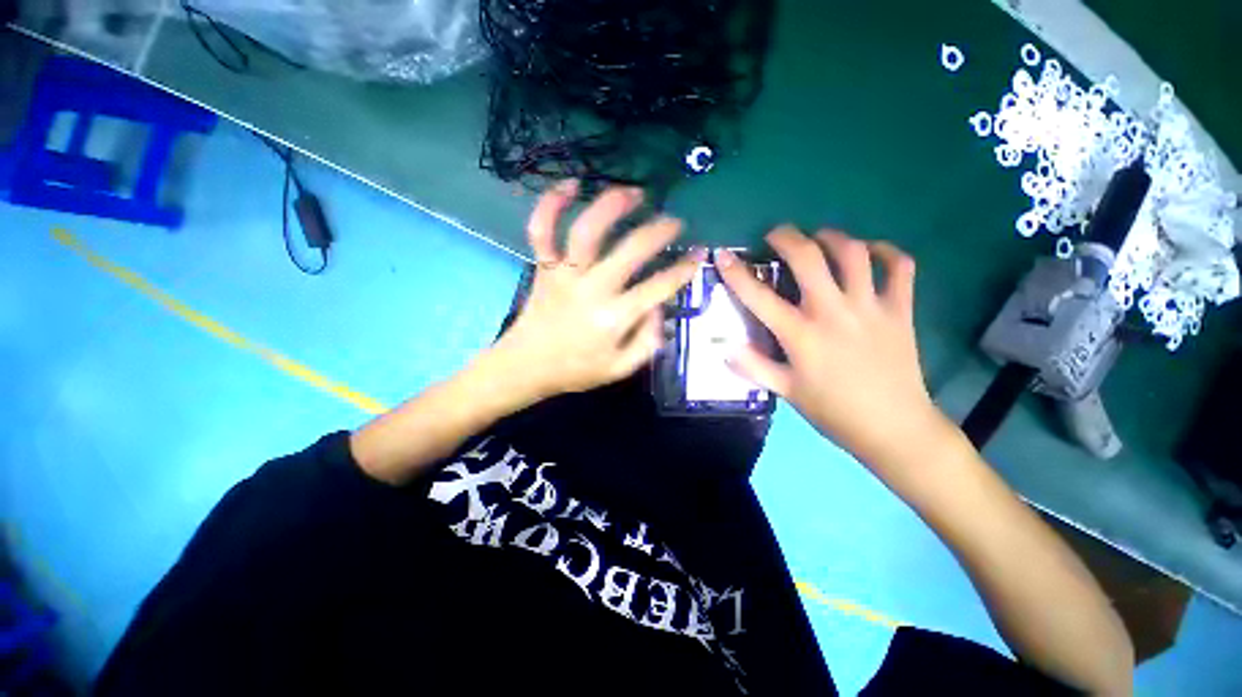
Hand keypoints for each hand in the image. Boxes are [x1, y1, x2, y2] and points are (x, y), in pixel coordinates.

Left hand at [491, 181, 704, 403]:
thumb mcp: (620, 369)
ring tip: (634, 193)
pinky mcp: (543, 268)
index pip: (659, 287)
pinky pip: (541, 230)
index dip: (683, 269)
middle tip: (674, 222)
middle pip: (631, 249)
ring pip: (587, 230)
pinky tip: (571, 185)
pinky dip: (551, 204)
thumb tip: (660, 310)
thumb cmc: (575, 370)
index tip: (698, 255)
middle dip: (659, 230)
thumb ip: (647, 343)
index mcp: (614, 318)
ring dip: (613, 205)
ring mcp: (564, 275)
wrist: (525, 367)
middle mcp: (592, 290)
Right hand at [716, 227, 947, 465]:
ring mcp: (870, 307)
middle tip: (776, 234)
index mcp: (801, 335)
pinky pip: (899, 267)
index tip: (722, 255)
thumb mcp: (786, 392)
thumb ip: (753, 367)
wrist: (894, 427)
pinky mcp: (900, 309)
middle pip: (809, 258)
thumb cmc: (834, 411)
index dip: (735, 273)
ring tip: (819, 238)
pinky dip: (886, 252)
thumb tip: (724, 348)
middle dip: (787, 237)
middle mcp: (833, 312)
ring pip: (853, 253)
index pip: (759, 297)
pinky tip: (870, 252)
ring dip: (832, 237)